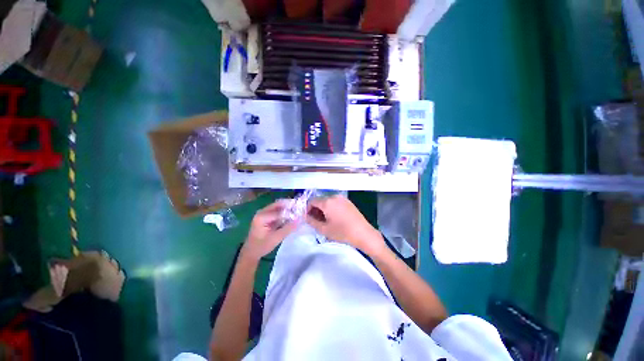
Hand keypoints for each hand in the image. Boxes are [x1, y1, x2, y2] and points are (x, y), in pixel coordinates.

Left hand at [242, 200, 298, 261]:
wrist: (251, 252)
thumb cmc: (262, 246)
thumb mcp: (276, 238)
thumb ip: (288, 228)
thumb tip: (300, 220)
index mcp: (262, 216)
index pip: (280, 211)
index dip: (291, 212)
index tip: (301, 213)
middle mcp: (262, 212)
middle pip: (278, 204)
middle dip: (289, 206)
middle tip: (300, 209)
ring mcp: (263, 213)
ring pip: (278, 207)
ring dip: (287, 208)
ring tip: (297, 212)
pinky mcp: (265, 216)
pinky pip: (276, 211)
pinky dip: (284, 212)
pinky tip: (291, 216)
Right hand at [306, 195, 385, 255]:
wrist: (363, 233)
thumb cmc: (342, 232)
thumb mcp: (324, 229)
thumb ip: (311, 221)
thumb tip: (306, 216)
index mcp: (327, 201)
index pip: (311, 201)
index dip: (307, 209)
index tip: (308, 218)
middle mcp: (334, 196)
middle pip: (320, 200)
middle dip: (315, 209)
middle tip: (316, 221)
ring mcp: (342, 198)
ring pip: (327, 201)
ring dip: (323, 209)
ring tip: (325, 220)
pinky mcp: (348, 202)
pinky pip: (335, 202)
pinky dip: (331, 208)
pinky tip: (334, 218)